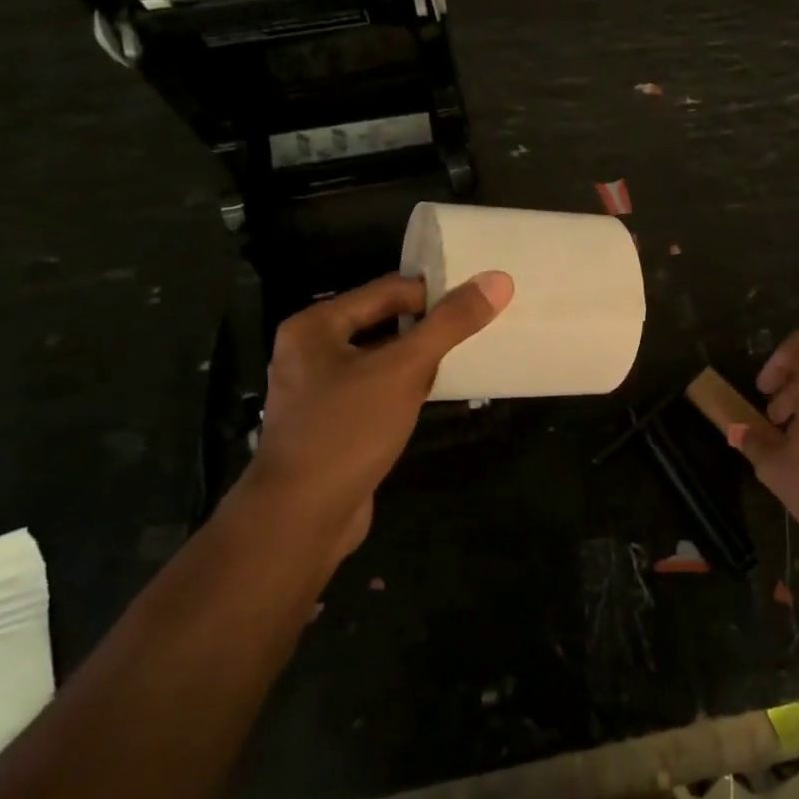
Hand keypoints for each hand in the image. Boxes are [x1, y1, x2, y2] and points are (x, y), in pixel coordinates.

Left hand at [231, 270, 512, 559]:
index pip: (386, 290)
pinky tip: (434, 397)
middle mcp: (311, 351)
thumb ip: (449, 324)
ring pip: (381, 360)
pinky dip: (404, 390)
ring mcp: (319, 391)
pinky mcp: (333, 424)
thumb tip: (497, 280)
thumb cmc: (347, 430)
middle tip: (478, 328)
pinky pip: (376, 391)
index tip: (479, 300)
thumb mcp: (404, 370)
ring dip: (418, 361)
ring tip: (466, 358)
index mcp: (316, 326)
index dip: (434, 292)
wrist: (301, 517)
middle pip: (382, 323)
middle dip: (428, 328)